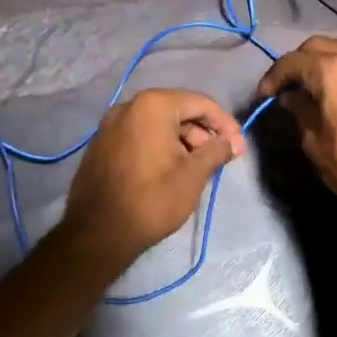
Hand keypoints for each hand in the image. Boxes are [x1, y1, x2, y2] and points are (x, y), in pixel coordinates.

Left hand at [62, 88, 243, 268]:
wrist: (97, 234)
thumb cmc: (152, 200)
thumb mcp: (193, 175)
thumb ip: (217, 151)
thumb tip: (234, 141)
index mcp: (153, 106)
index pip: (200, 103)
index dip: (225, 123)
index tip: (238, 146)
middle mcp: (129, 106)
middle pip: (178, 109)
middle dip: (202, 132)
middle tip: (219, 157)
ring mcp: (110, 124)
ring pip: (158, 123)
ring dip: (182, 139)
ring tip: (197, 166)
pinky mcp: (101, 143)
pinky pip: (139, 134)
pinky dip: (160, 144)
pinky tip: (171, 168)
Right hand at [255, 35, 336, 234]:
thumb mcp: (314, 141)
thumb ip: (300, 110)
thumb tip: (291, 96)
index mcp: (332, 69)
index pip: (292, 61)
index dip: (274, 77)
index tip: (264, 96)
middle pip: (316, 46)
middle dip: (296, 64)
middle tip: (284, 89)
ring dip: (321, 58)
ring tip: (310, 83)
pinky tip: (334, 88)